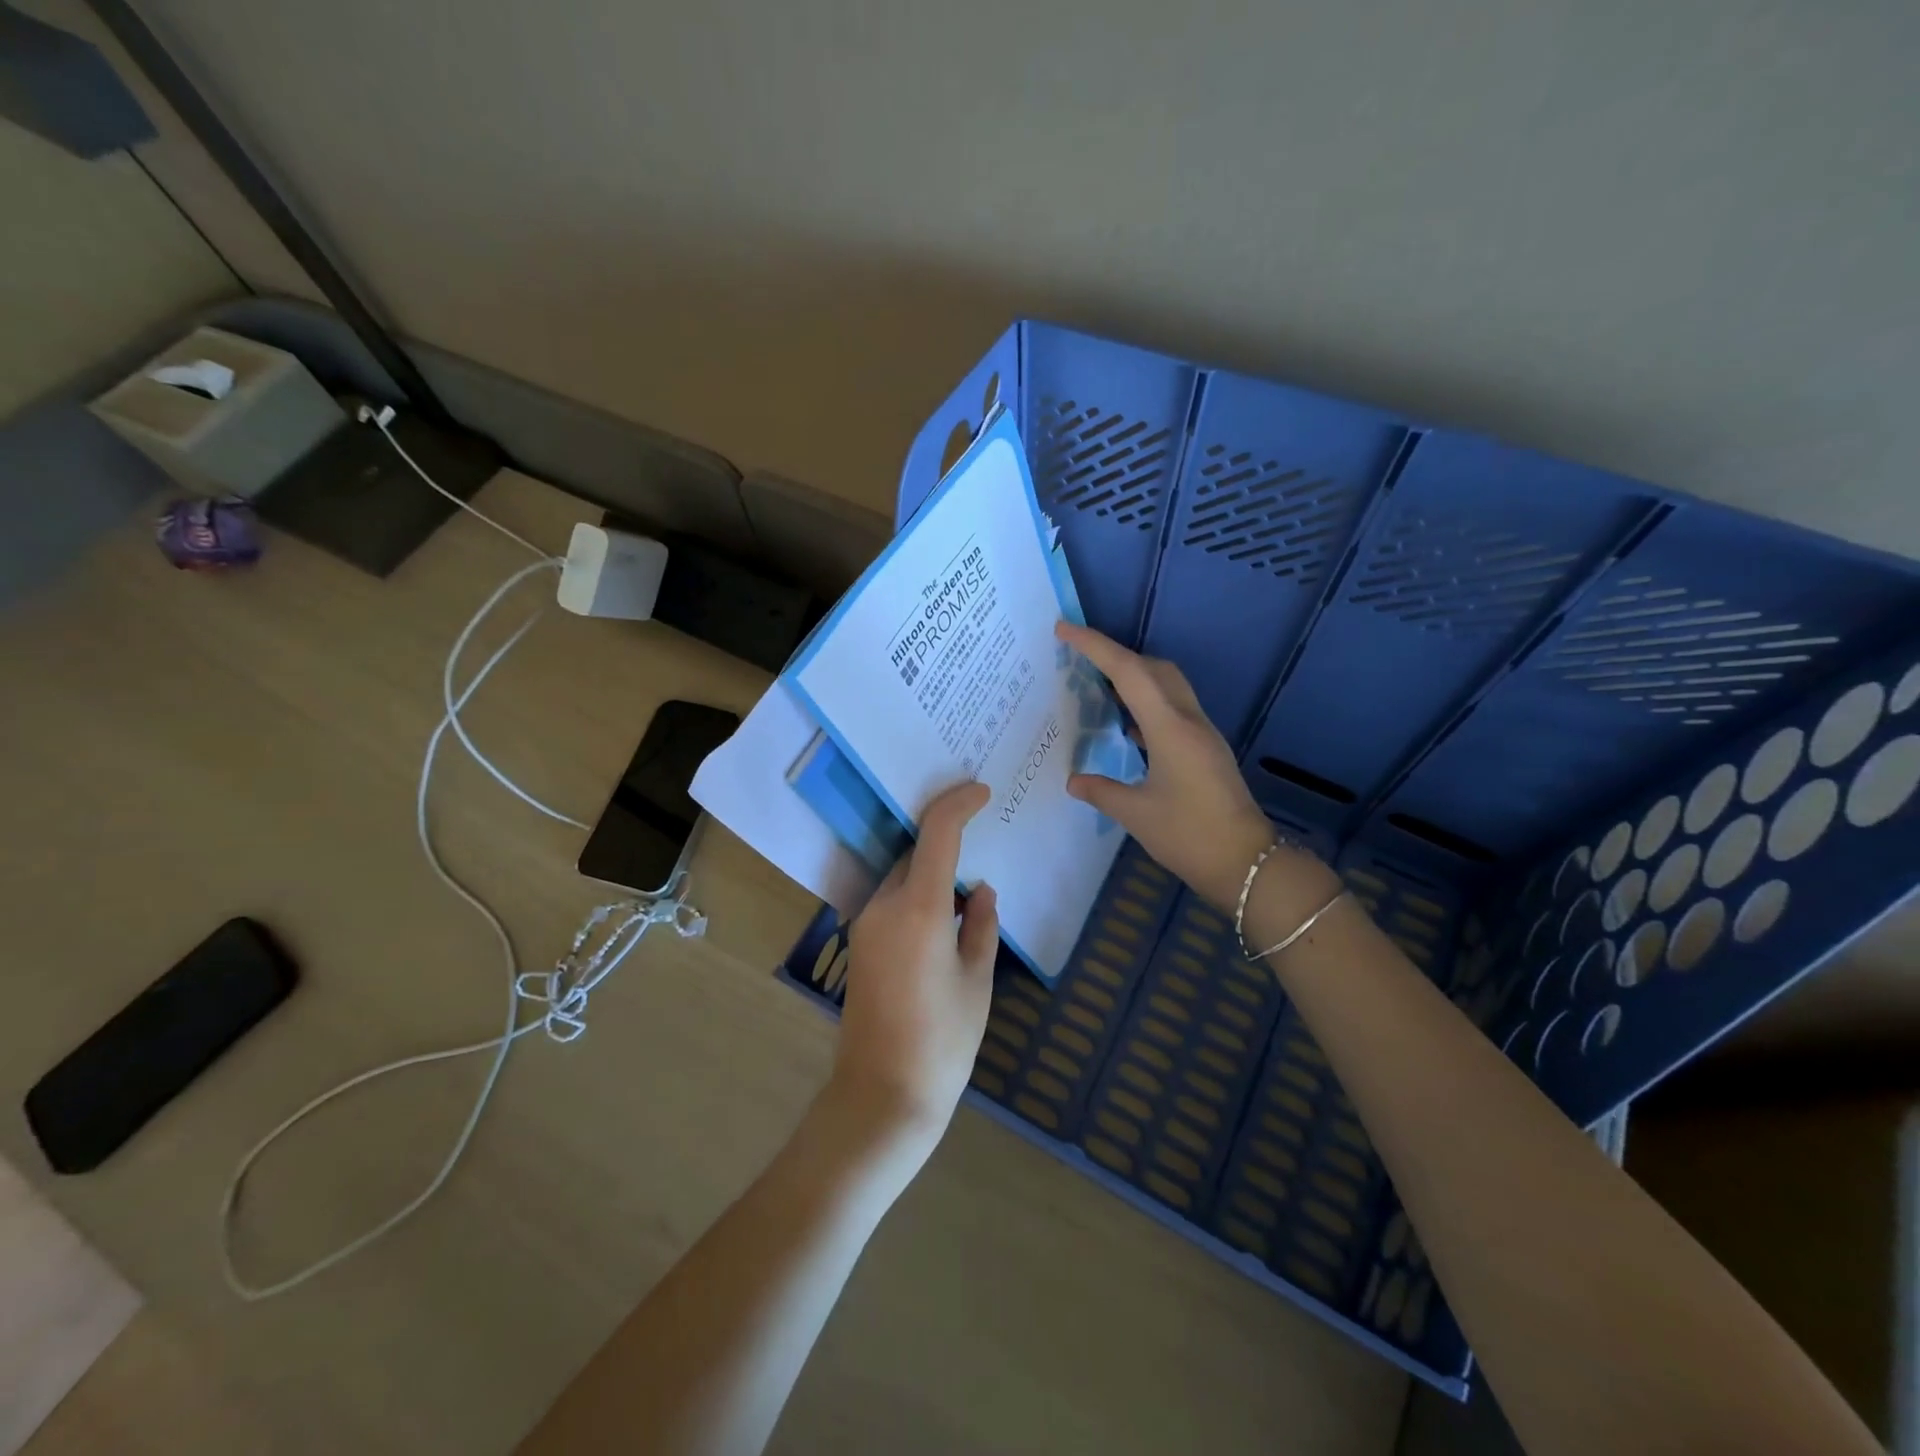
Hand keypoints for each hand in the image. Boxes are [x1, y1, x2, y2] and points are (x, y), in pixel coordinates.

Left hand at [832, 781, 998, 1163]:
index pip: (937, 833)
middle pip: (916, 854)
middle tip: (982, 846)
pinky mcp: (859, 944)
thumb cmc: (943, 1041)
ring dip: (931, 874)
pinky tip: (943, 922)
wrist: (882, 1095)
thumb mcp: (978, 981)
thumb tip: (982, 893)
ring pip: (902, 878)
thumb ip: (982, 927)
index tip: (982, 793)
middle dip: (947, 843)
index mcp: (919, 908)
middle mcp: (884, 905)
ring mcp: (865, 925)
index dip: (959, 803)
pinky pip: (891, 902)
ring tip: (968, 892)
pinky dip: (917, 896)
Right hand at [1058, 621, 1288, 910]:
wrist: (1248, 863)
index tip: (1064, 629)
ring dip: (1134, 676)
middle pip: (1153, 667)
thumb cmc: (1189, 836)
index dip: (1095, 646)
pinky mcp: (1206, 748)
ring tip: (1099, 686)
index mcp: (1169, 728)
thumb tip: (1074, 780)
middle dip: (1115, 655)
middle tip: (1079, 658)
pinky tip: (1127, 726)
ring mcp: (1202, 733)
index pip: (1128, 672)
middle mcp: (1189, 720)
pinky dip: (1147, 703)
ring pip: (1167, 685)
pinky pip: (1173, 708)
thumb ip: (1102, 791)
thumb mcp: (1136, 814)